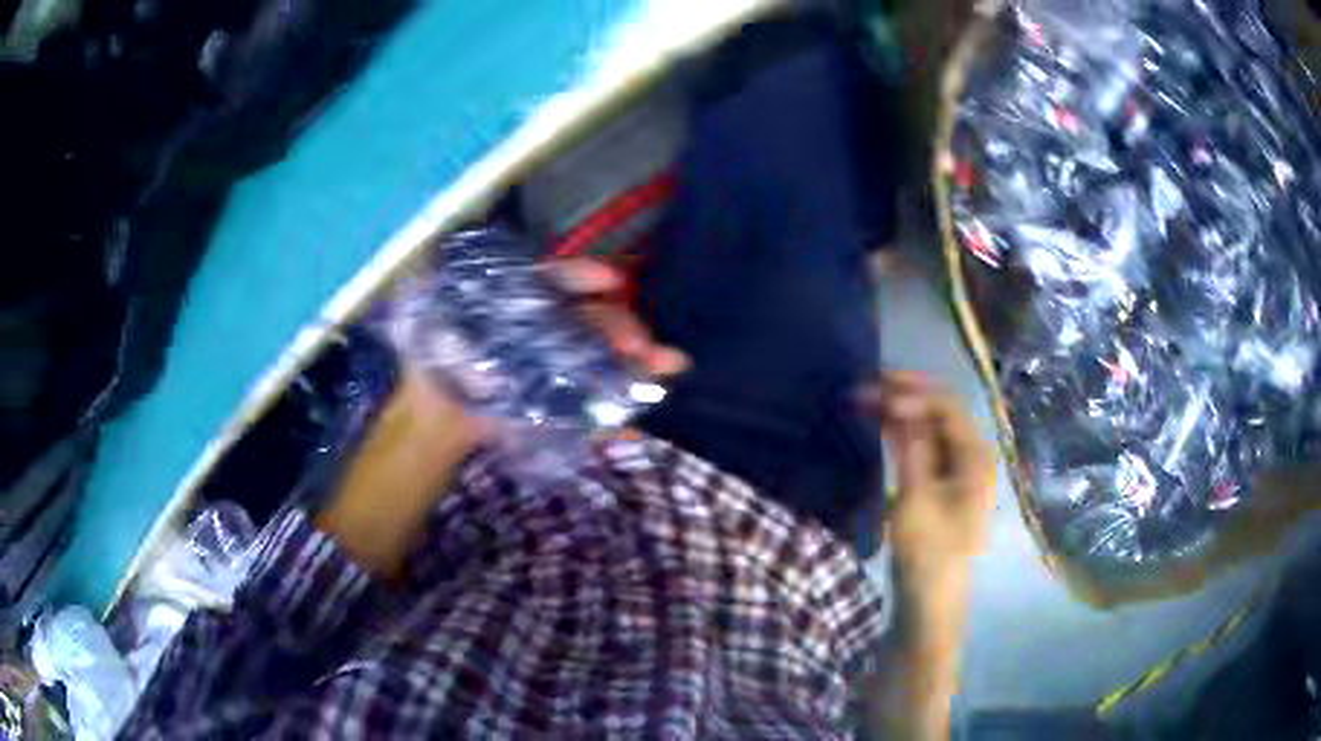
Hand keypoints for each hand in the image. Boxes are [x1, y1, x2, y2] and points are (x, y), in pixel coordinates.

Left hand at [319, 256, 685, 578]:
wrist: (432, 417)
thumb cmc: (435, 355)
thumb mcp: (432, 307)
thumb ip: (441, 276)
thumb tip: (459, 263)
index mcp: (522, 301)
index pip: (559, 281)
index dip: (585, 278)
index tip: (611, 282)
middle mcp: (549, 328)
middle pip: (592, 322)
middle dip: (623, 328)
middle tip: (644, 347)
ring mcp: (560, 368)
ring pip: (603, 359)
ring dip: (639, 364)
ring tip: (668, 367)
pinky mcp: (561, 405)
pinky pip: (593, 405)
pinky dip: (617, 413)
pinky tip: (638, 417)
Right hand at [857, 372, 994, 740]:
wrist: (930, 603)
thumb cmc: (928, 553)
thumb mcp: (917, 500)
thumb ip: (910, 448)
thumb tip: (899, 403)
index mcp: (975, 456)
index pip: (946, 405)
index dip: (911, 391)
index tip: (873, 393)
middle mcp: (972, 456)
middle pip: (940, 410)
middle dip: (905, 394)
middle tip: (865, 387)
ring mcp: (957, 471)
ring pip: (930, 427)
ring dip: (901, 411)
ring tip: (867, 401)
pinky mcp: (941, 485)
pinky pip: (924, 446)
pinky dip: (902, 433)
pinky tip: (881, 428)